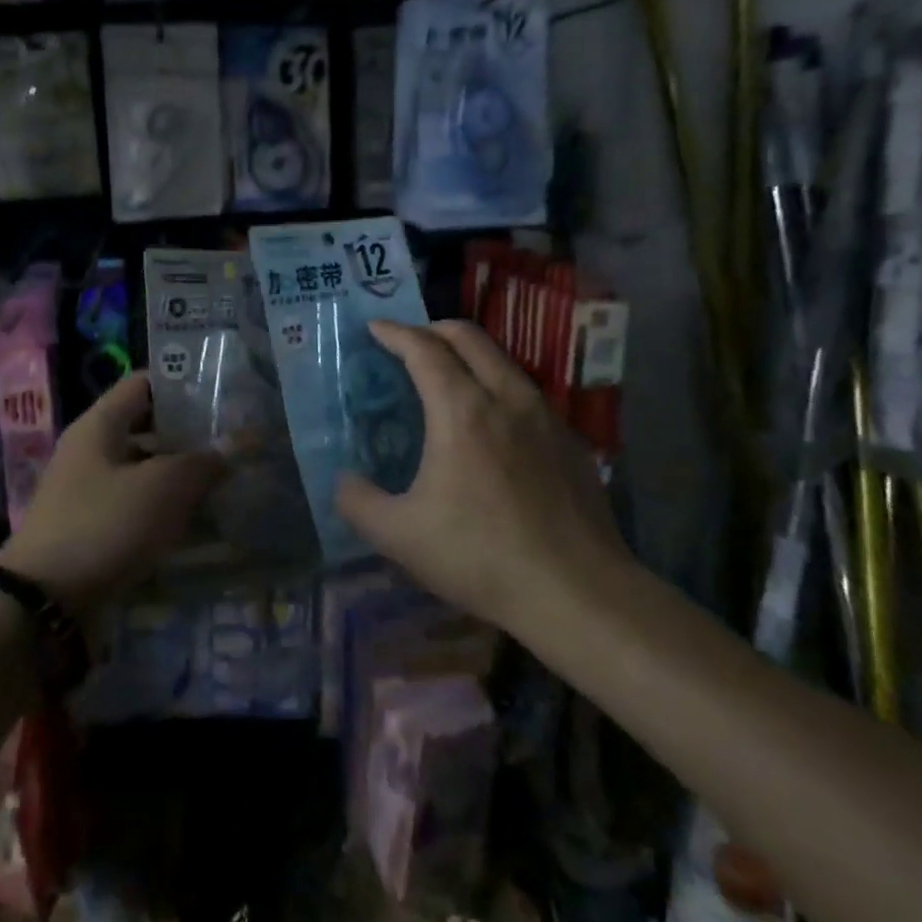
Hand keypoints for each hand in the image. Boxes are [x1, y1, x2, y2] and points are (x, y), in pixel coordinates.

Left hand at [0, 373, 224, 611]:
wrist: (43, 605)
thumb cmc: (104, 525)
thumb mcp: (162, 487)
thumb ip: (204, 461)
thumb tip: (240, 441)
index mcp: (100, 425)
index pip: (144, 383)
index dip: (183, 383)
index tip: (223, 392)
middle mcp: (92, 451)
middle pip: (148, 429)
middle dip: (191, 435)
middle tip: (236, 441)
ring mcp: (91, 493)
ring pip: (147, 472)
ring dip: (184, 477)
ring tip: (230, 482)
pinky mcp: (96, 531)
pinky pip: (139, 509)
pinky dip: (168, 512)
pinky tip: (203, 523)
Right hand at [334, 320, 631, 635]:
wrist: (578, 594)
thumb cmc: (481, 556)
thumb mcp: (400, 536)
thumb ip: (358, 502)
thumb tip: (343, 481)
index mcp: (462, 409)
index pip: (423, 349)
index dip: (395, 332)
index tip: (374, 328)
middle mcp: (506, 397)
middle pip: (468, 336)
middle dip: (433, 328)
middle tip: (409, 342)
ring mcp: (546, 416)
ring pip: (502, 360)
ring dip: (469, 354)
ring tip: (448, 378)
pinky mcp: (571, 441)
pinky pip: (526, 393)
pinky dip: (498, 386)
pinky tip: (493, 426)